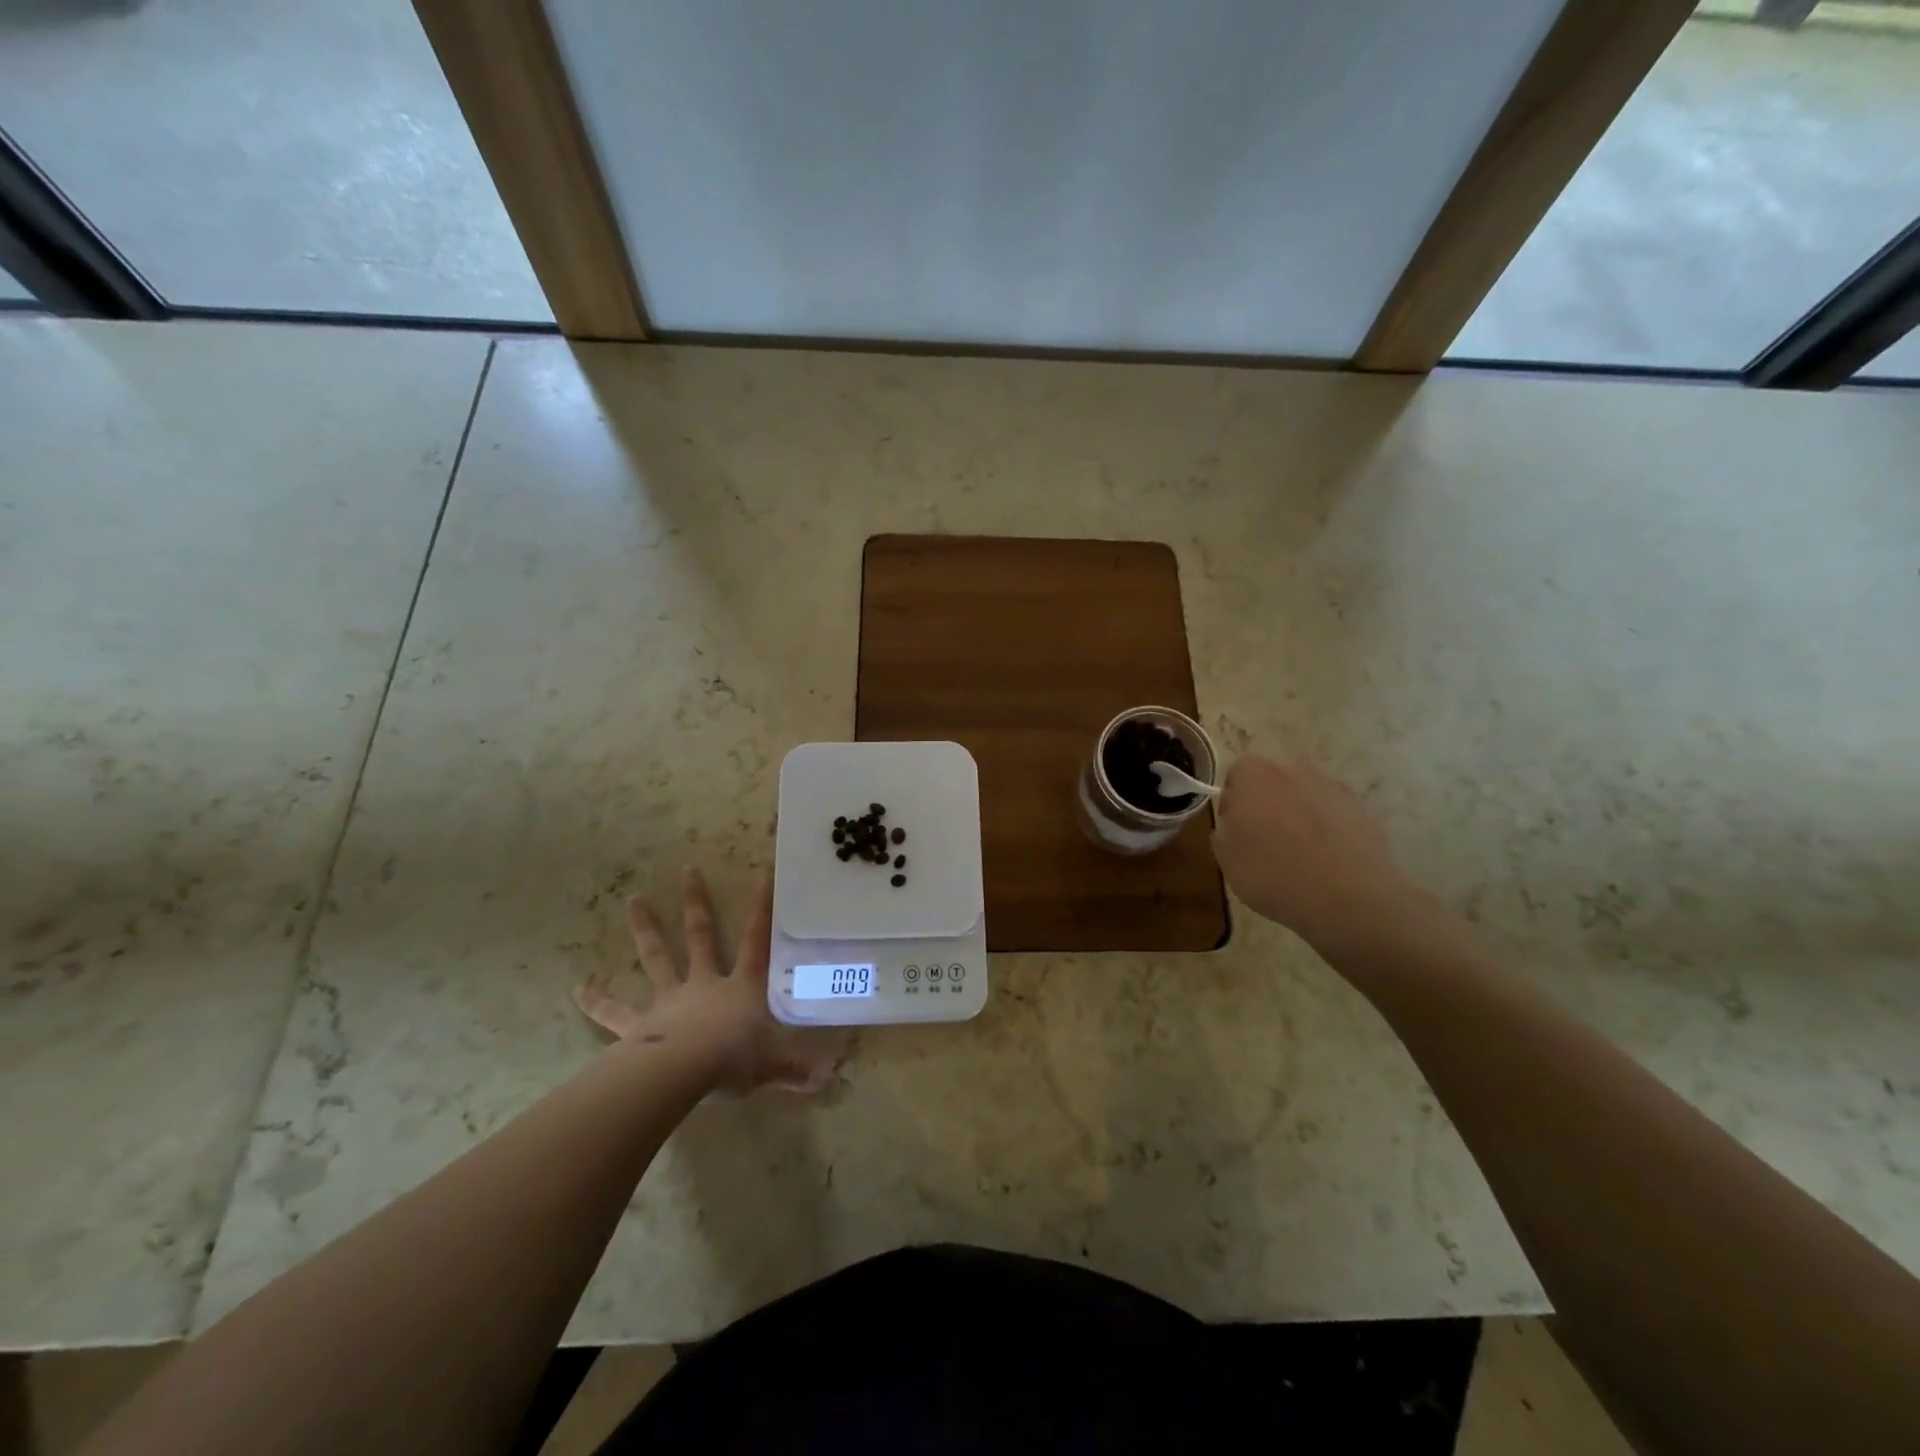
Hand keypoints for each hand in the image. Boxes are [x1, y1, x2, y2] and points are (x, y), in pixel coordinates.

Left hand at [573, 868, 831, 1095]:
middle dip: (695, 903)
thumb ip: (797, 1070)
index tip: (762, 876)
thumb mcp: (772, 1066)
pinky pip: (615, 1012)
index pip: (756, 942)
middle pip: (700, 936)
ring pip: (656, 957)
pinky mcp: (638, 1025)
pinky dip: (596, 1001)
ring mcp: (668, 1000)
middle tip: (686, 870)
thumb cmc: (733, 1061)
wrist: (682, 1074)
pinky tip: (577, 988)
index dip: (761, 910)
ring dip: (645, 928)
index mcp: (740, 988)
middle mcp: (704, 984)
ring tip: (633, 899)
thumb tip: (831, 1079)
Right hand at [1213, 755, 1437, 955]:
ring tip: (1300, 855)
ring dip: (1299, 815)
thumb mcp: (1225, 857)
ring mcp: (1333, 787)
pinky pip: (1334, 814)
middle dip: (1268, 803)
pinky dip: (1328, 830)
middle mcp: (1295, 769)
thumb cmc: (1273, 873)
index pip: (1236, 774)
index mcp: (1255, 774)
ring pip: (1306, 795)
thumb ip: (1224, 829)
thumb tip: (1236, 822)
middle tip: (1264, 840)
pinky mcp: (1363, 809)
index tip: (1235, 830)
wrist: (1348, 898)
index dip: (1233, 802)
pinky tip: (1326, 861)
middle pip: (1274, 780)